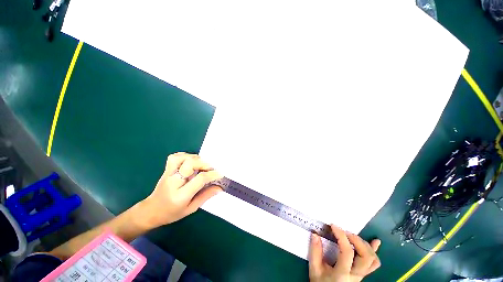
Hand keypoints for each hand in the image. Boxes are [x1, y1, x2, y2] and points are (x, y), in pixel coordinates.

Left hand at [138, 152, 222, 228]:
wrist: (151, 211)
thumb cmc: (171, 213)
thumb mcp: (191, 208)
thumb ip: (206, 196)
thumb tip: (220, 188)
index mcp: (181, 195)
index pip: (200, 179)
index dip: (212, 175)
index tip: (220, 174)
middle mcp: (174, 182)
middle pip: (190, 164)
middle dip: (204, 164)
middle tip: (211, 168)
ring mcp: (168, 174)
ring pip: (182, 158)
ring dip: (195, 158)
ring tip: (201, 164)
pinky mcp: (166, 170)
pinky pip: (174, 157)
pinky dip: (185, 155)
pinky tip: (191, 161)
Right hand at [309, 225, 380, 281]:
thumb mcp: (314, 269)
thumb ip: (315, 252)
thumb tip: (315, 234)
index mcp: (342, 273)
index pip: (347, 252)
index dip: (341, 236)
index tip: (333, 226)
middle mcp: (355, 275)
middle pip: (365, 256)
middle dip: (356, 240)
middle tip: (345, 232)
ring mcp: (362, 275)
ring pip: (372, 259)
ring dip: (364, 244)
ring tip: (352, 237)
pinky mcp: (363, 274)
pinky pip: (374, 263)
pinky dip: (374, 251)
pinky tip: (375, 241)